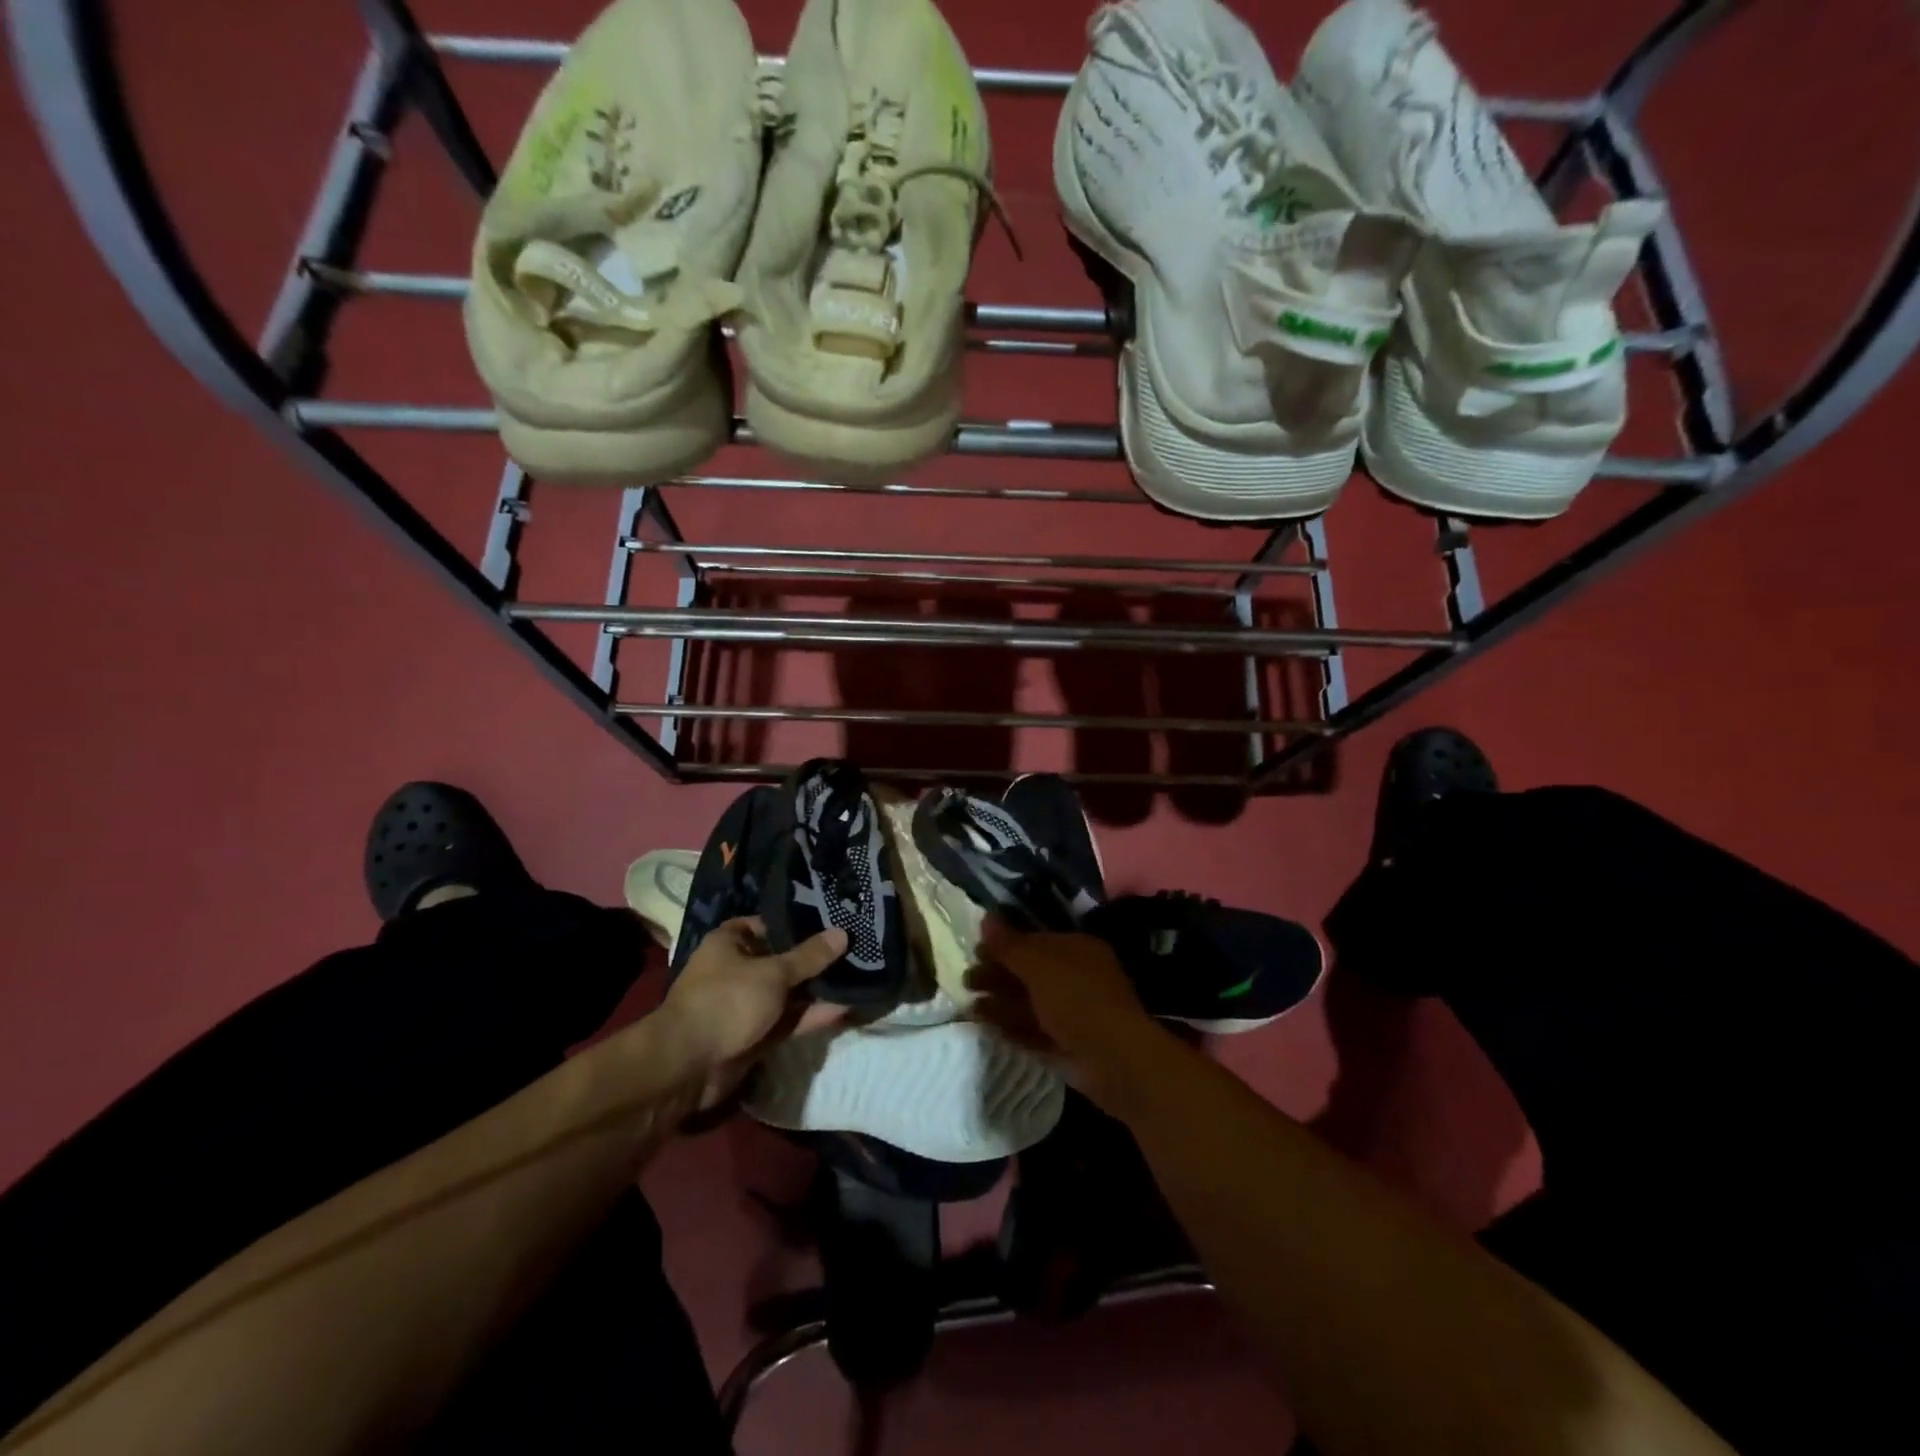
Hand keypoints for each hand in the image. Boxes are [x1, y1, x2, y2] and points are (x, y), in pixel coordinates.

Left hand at [661, 916, 848, 1108]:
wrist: (689, 1066)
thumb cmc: (727, 1001)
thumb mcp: (773, 973)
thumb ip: (809, 956)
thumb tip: (842, 933)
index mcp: (730, 943)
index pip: (768, 924)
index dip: (797, 923)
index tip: (832, 921)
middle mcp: (737, 969)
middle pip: (782, 959)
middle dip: (814, 959)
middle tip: (854, 950)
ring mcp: (746, 1004)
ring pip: (787, 993)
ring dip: (816, 990)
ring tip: (858, 978)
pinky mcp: (755, 1035)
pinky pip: (788, 1020)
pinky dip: (811, 1015)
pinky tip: (844, 1008)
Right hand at [967, 916, 1158, 1111]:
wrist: (1114, 1058)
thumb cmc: (1077, 997)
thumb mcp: (1039, 964)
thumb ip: (1009, 944)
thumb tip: (985, 917)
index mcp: (1077, 950)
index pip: (1036, 941)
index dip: (1005, 945)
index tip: (976, 950)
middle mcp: (1075, 978)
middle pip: (1029, 972)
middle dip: (997, 974)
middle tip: (967, 980)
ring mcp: (1070, 1013)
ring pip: (1027, 1002)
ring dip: (998, 1001)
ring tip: (968, 1003)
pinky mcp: (1063, 1044)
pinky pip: (1030, 1030)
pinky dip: (1008, 1026)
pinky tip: (983, 1024)